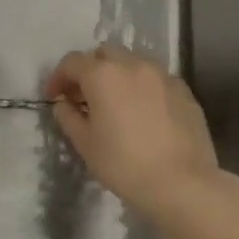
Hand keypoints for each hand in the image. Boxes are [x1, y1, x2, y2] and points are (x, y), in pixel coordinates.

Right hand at [46, 45, 227, 221]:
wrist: (183, 184)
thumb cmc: (124, 165)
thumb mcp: (85, 144)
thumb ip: (68, 117)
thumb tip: (64, 104)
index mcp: (102, 75)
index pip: (72, 62)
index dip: (58, 77)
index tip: (54, 97)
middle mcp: (132, 65)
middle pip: (104, 54)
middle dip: (90, 69)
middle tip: (84, 96)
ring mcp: (162, 76)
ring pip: (132, 62)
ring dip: (118, 75)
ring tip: (116, 102)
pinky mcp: (184, 91)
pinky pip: (155, 79)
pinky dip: (142, 87)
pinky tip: (143, 113)